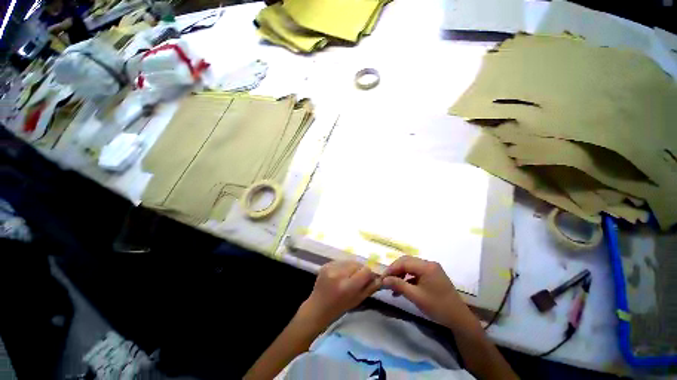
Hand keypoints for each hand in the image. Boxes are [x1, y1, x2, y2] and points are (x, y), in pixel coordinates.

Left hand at [299, 261, 381, 328]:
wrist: (317, 308)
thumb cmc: (339, 307)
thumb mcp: (357, 300)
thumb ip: (370, 288)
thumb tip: (380, 277)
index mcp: (348, 286)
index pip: (366, 270)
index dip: (368, 274)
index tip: (366, 280)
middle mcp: (339, 274)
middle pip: (358, 263)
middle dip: (360, 270)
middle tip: (356, 279)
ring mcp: (330, 267)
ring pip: (349, 261)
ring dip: (352, 267)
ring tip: (347, 277)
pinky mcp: (326, 264)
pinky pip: (341, 261)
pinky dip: (343, 266)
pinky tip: (339, 275)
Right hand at [383, 256, 473, 328]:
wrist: (459, 318)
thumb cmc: (437, 307)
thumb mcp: (416, 297)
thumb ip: (399, 285)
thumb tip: (383, 280)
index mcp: (426, 266)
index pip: (404, 262)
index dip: (391, 269)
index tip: (382, 278)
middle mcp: (429, 263)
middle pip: (407, 261)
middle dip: (395, 270)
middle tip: (386, 280)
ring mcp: (432, 268)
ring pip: (411, 266)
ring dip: (401, 274)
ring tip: (393, 285)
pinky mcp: (433, 274)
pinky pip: (417, 272)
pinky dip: (408, 278)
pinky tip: (403, 287)